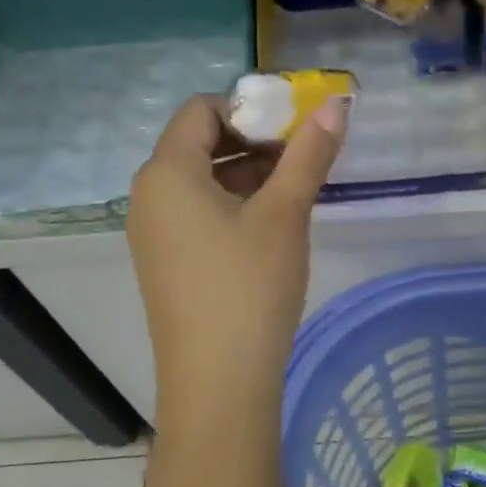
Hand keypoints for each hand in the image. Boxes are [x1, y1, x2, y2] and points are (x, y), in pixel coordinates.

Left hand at [129, 95, 345, 422]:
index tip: (295, 127)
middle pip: (200, 142)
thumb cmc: (249, 286)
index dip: (250, 108)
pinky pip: (198, 212)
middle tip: (304, 156)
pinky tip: (272, 226)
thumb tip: (336, 104)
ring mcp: (154, 232)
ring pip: (203, 180)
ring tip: (296, 190)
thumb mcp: (285, 213)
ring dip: (249, 174)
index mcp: (167, 172)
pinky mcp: (166, 262)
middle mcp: (149, 195)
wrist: (218, 382)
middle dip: (255, 140)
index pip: (202, 109)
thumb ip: (309, 153)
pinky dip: (234, 205)